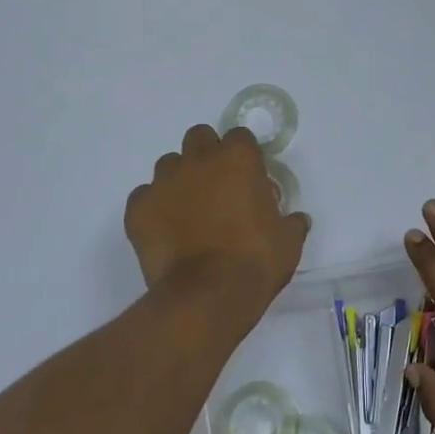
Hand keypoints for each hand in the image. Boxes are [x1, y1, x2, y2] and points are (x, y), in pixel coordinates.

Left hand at [126, 125, 310, 331]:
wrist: (207, 296)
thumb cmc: (255, 261)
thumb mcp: (288, 242)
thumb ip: (290, 222)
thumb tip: (296, 220)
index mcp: (238, 159)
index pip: (240, 137)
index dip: (244, 156)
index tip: (249, 178)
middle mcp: (198, 160)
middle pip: (199, 138)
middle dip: (207, 155)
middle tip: (217, 186)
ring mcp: (164, 182)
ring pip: (168, 165)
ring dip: (180, 180)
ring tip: (188, 211)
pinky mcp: (138, 208)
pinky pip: (145, 196)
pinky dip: (154, 208)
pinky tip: (165, 231)